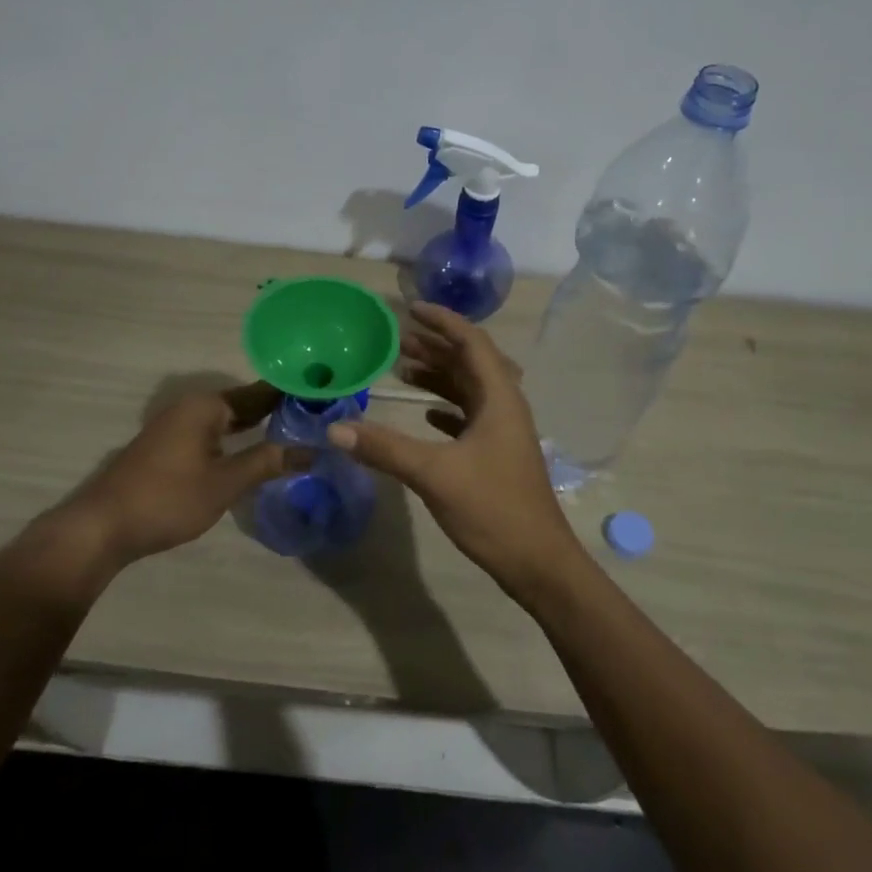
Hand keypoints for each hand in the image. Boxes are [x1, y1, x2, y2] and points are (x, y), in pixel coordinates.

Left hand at [36, 381, 298, 573]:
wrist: (102, 526)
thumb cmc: (168, 498)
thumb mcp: (225, 483)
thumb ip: (267, 462)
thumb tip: (311, 451)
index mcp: (206, 405)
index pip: (259, 392)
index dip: (290, 395)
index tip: (323, 397)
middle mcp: (190, 406)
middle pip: (243, 403)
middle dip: (275, 410)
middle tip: (315, 419)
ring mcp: (175, 425)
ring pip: (226, 419)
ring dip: (255, 425)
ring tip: (292, 433)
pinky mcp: (167, 446)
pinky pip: (211, 432)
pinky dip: (234, 438)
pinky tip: (251, 451)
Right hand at [327, 302, 580, 594]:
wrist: (537, 562)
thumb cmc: (492, 509)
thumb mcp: (434, 474)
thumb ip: (385, 448)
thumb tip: (335, 428)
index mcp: (499, 398)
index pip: (471, 342)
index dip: (442, 321)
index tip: (410, 309)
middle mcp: (505, 406)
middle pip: (470, 362)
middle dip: (435, 346)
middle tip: (396, 339)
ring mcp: (503, 432)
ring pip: (469, 390)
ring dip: (439, 376)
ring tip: (401, 369)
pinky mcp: (497, 454)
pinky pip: (470, 416)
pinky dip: (446, 407)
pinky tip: (426, 413)